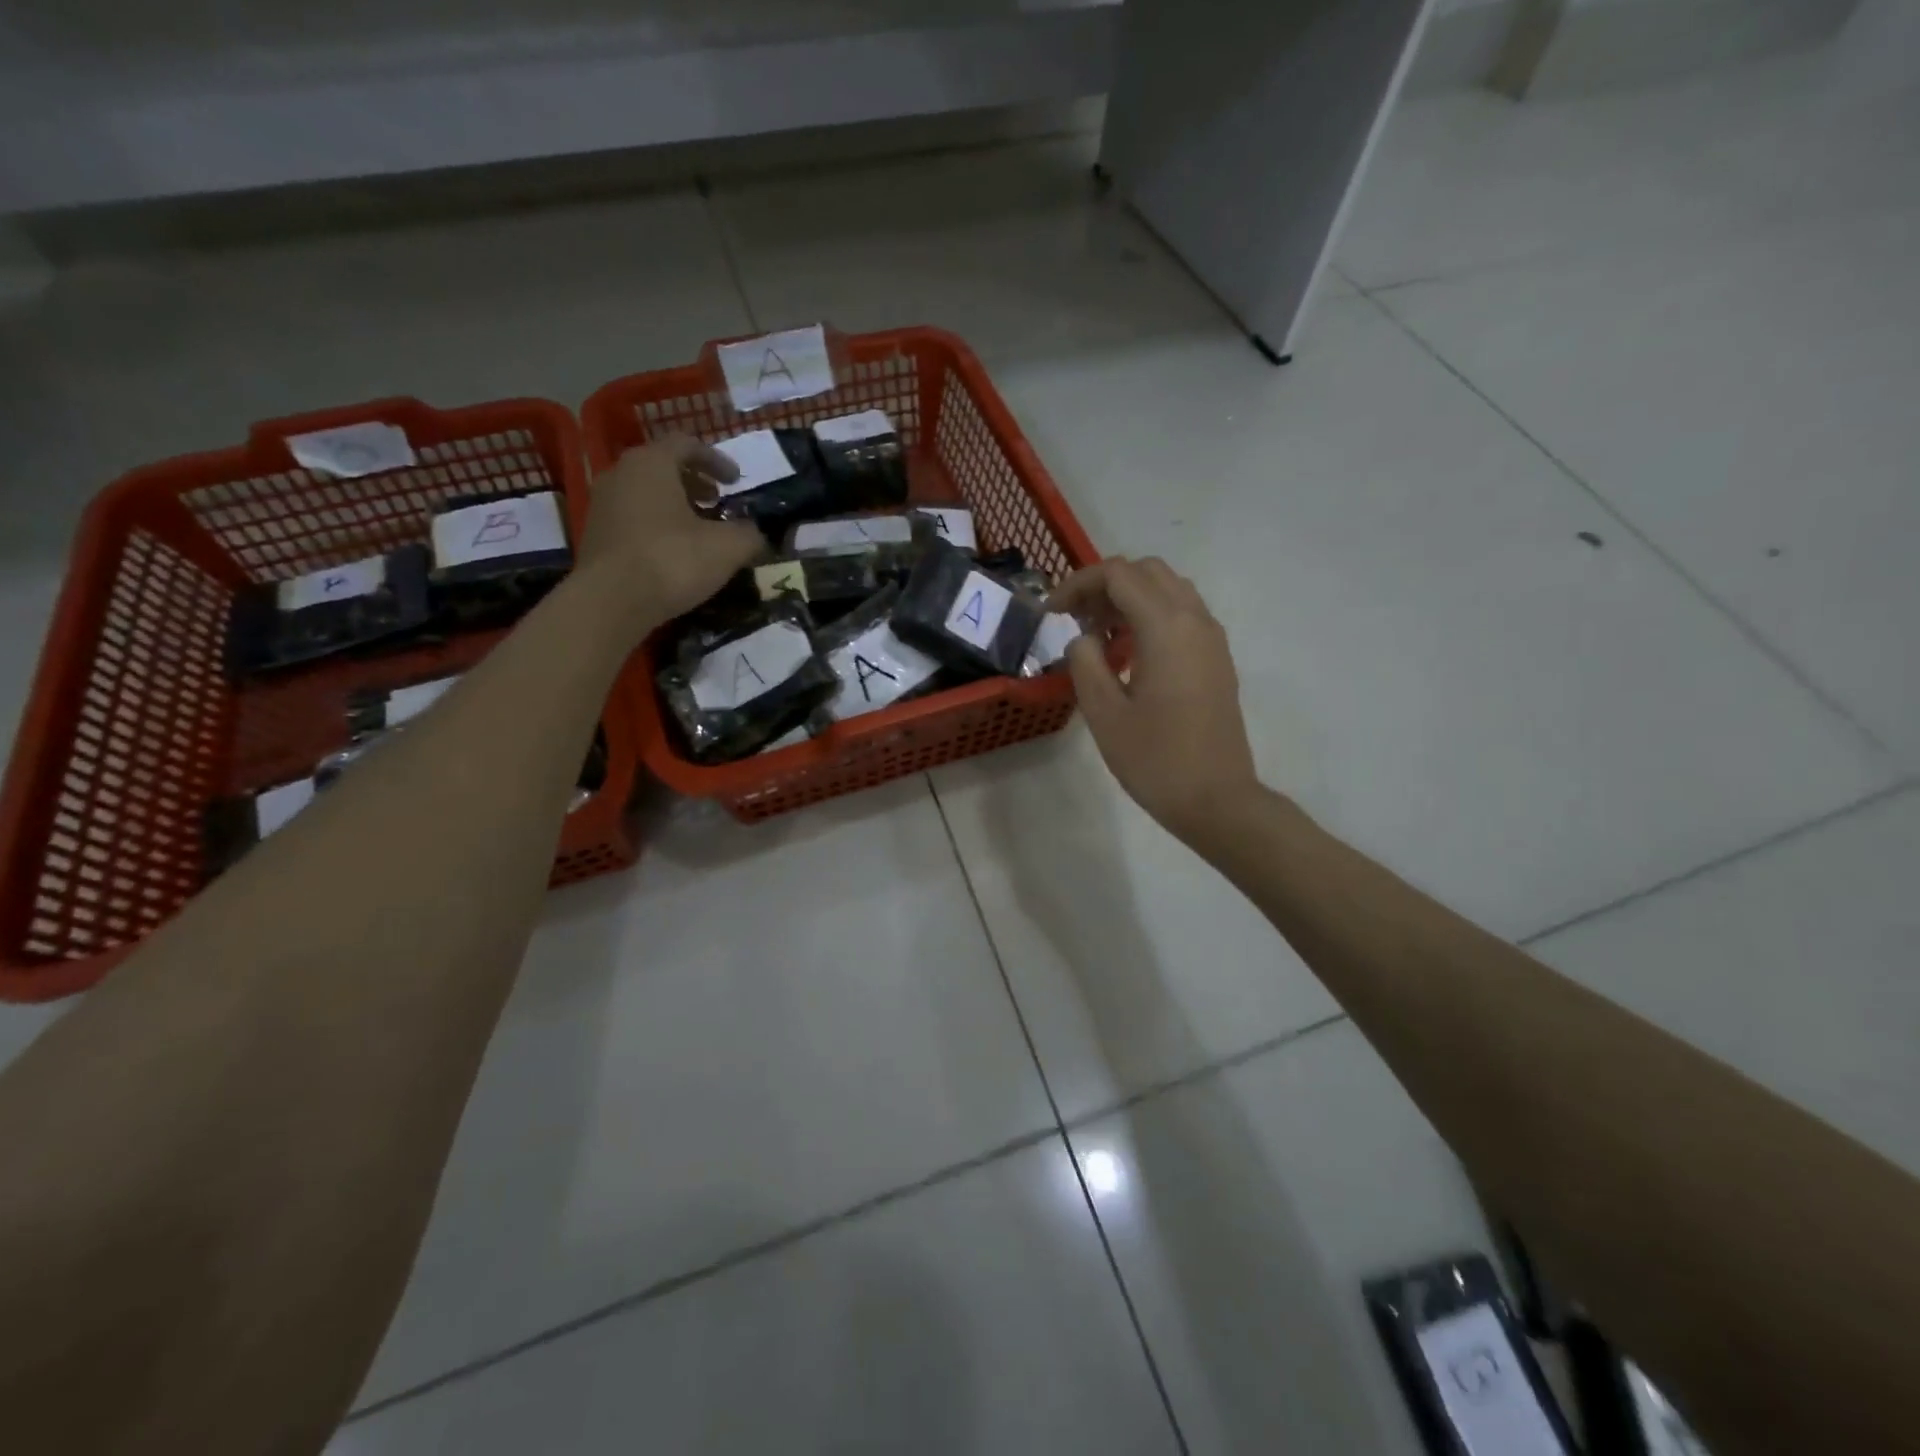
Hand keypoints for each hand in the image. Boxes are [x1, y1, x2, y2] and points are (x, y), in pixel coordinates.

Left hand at [576, 435, 764, 627]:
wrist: (610, 602)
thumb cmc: (672, 560)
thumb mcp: (727, 548)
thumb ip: (749, 534)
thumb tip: (756, 533)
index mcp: (652, 463)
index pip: (687, 444)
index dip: (717, 460)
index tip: (736, 481)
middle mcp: (621, 473)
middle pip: (663, 466)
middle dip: (695, 482)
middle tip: (717, 502)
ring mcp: (602, 504)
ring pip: (646, 492)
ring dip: (676, 505)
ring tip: (699, 530)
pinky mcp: (595, 534)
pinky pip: (633, 517)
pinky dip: (657, 524)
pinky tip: (674, 551)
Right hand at [1052, 557, 1260, 846]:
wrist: (1217, 799)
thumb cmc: (1155, 759)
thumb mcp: (1104, 713)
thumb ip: (1085, 662)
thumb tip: (1085, 639)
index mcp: (1166, 627)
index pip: (1118, 575)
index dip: (1078, 584)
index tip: (1053, 613)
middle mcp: (1195, 620)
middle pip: (1147, 571)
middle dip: (1105, 585)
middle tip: (1077, 620)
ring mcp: (1212, 639)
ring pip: (1169, 590)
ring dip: (1130, 598)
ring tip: (1100, 635)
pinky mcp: (1217, 659)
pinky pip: (1183, 615)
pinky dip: (1151, 616)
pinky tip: (1130, 654)